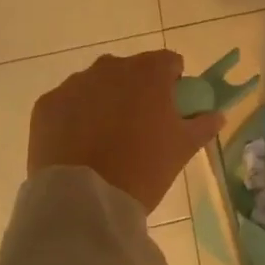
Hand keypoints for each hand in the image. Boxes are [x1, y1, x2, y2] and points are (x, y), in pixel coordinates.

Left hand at [28, 50, 222, 213]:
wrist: (83, 201)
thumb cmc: (143, 168)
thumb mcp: (182, 149)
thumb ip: (203, 125)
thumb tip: (217, 115)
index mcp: (149, 72)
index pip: (169, 62)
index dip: (173, 83)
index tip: (171, 108)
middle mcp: (111, 67)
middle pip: (131, 71)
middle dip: (137, 90)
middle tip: (140, 126)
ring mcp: (75, 83)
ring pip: (97, 85)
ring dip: (105, 101)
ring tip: (106, 139)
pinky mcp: (47, 104)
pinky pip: (67, 103)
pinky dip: (75, 117)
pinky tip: (79, 146)